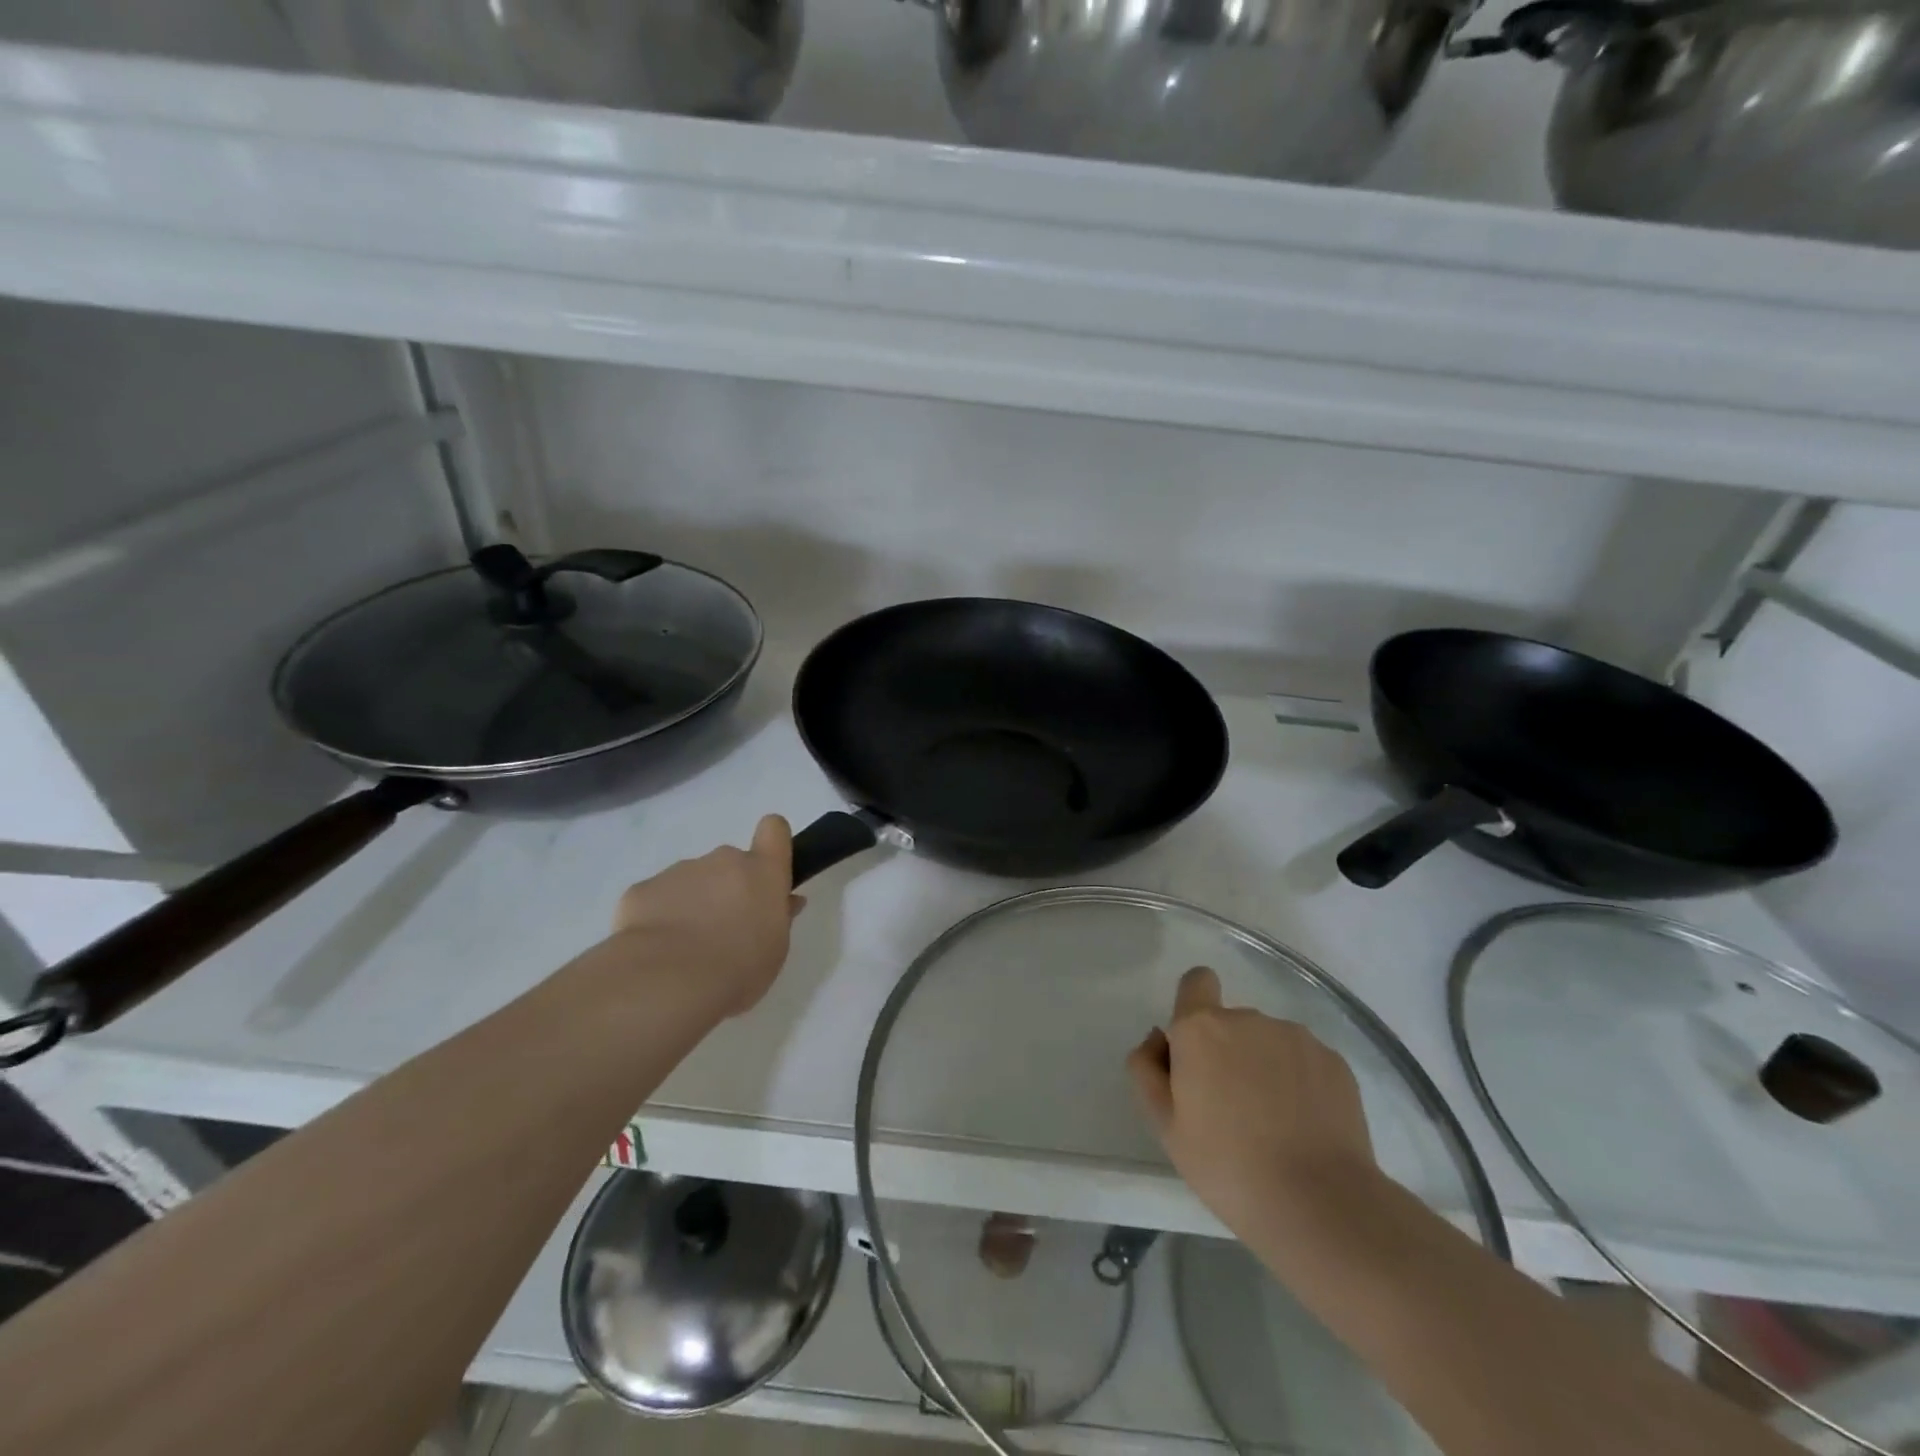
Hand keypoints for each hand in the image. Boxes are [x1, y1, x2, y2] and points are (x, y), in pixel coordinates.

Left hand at [611, 815, 802, 1015]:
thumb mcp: (775, 949)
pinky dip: (658, 917)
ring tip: (685, 948)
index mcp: (762, 871)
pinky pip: (657, 898)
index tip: (767, 872)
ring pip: (692, 881)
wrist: (667, 981)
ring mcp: (680, 871)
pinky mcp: (642, 889)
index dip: (772, 845)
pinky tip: (656, 950)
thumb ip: (779, 918)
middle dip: (728, 887)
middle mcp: (722, 860)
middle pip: (730, 862)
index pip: (774, 829)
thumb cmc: (738, 967)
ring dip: (693, 903)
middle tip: (724, 930)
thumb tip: (785, 901)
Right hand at [1128, 966, 1375, 1238]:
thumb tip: (1158, 1039)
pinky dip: (1300, 1083)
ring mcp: (1296, 1037)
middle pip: (1230, 1022)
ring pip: (1269, 1042)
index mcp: (1201, 1029)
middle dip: (1227, 1052)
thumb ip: (1147, 1070)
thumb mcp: (1165, 1126)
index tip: (1197, 1051)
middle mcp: (1248, 1019)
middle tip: (1231, 1110)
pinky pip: (1305, 1061)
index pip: (1196, 981)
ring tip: (1274, 1124)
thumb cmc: (1227, 1166)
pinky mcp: (1334, 1061)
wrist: (1320, 1205)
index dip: (1193, 1006)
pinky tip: (1305, 1127)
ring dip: (1264, 1067)